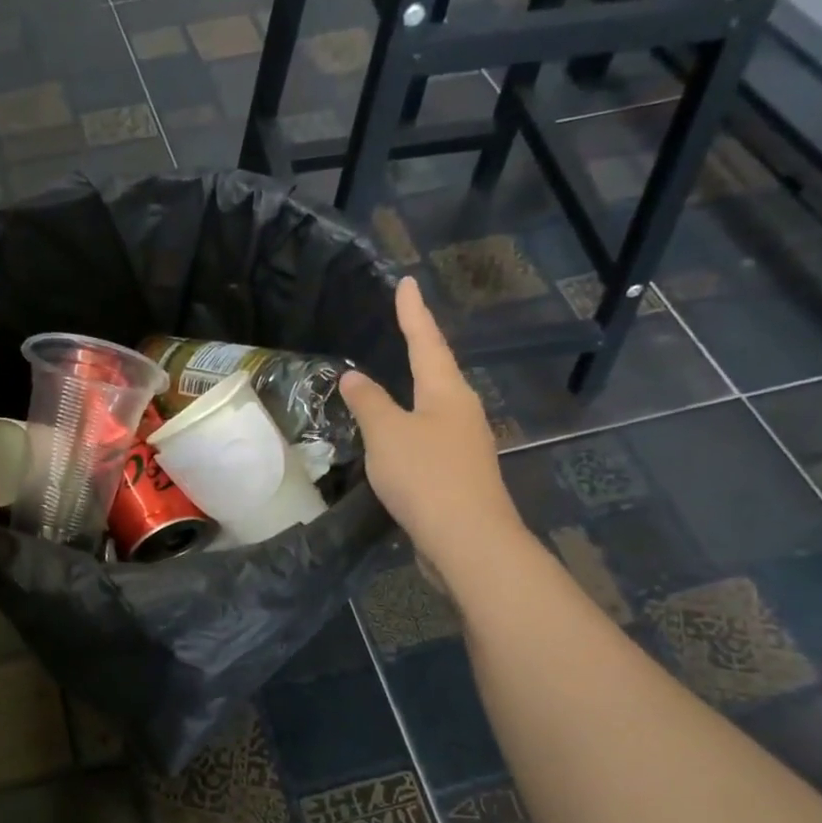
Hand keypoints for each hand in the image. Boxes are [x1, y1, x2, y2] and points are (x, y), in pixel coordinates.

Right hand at [340, 278, 527, 586]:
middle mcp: (461, 411)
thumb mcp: (387, 434)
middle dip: (419, 348)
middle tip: (400, 327)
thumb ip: (369, 402)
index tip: (407, 282)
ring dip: (413, 391)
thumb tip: (354, 376)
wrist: (468, 540)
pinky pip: (428, 437)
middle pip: (437, 371)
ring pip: (434, 406)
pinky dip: (409, 426)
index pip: (425, 341)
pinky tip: (396, 437)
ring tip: (392, 379)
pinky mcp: (458, 473)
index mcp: (446, 392)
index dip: (412, 313)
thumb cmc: (426, 476)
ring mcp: (463, 443)